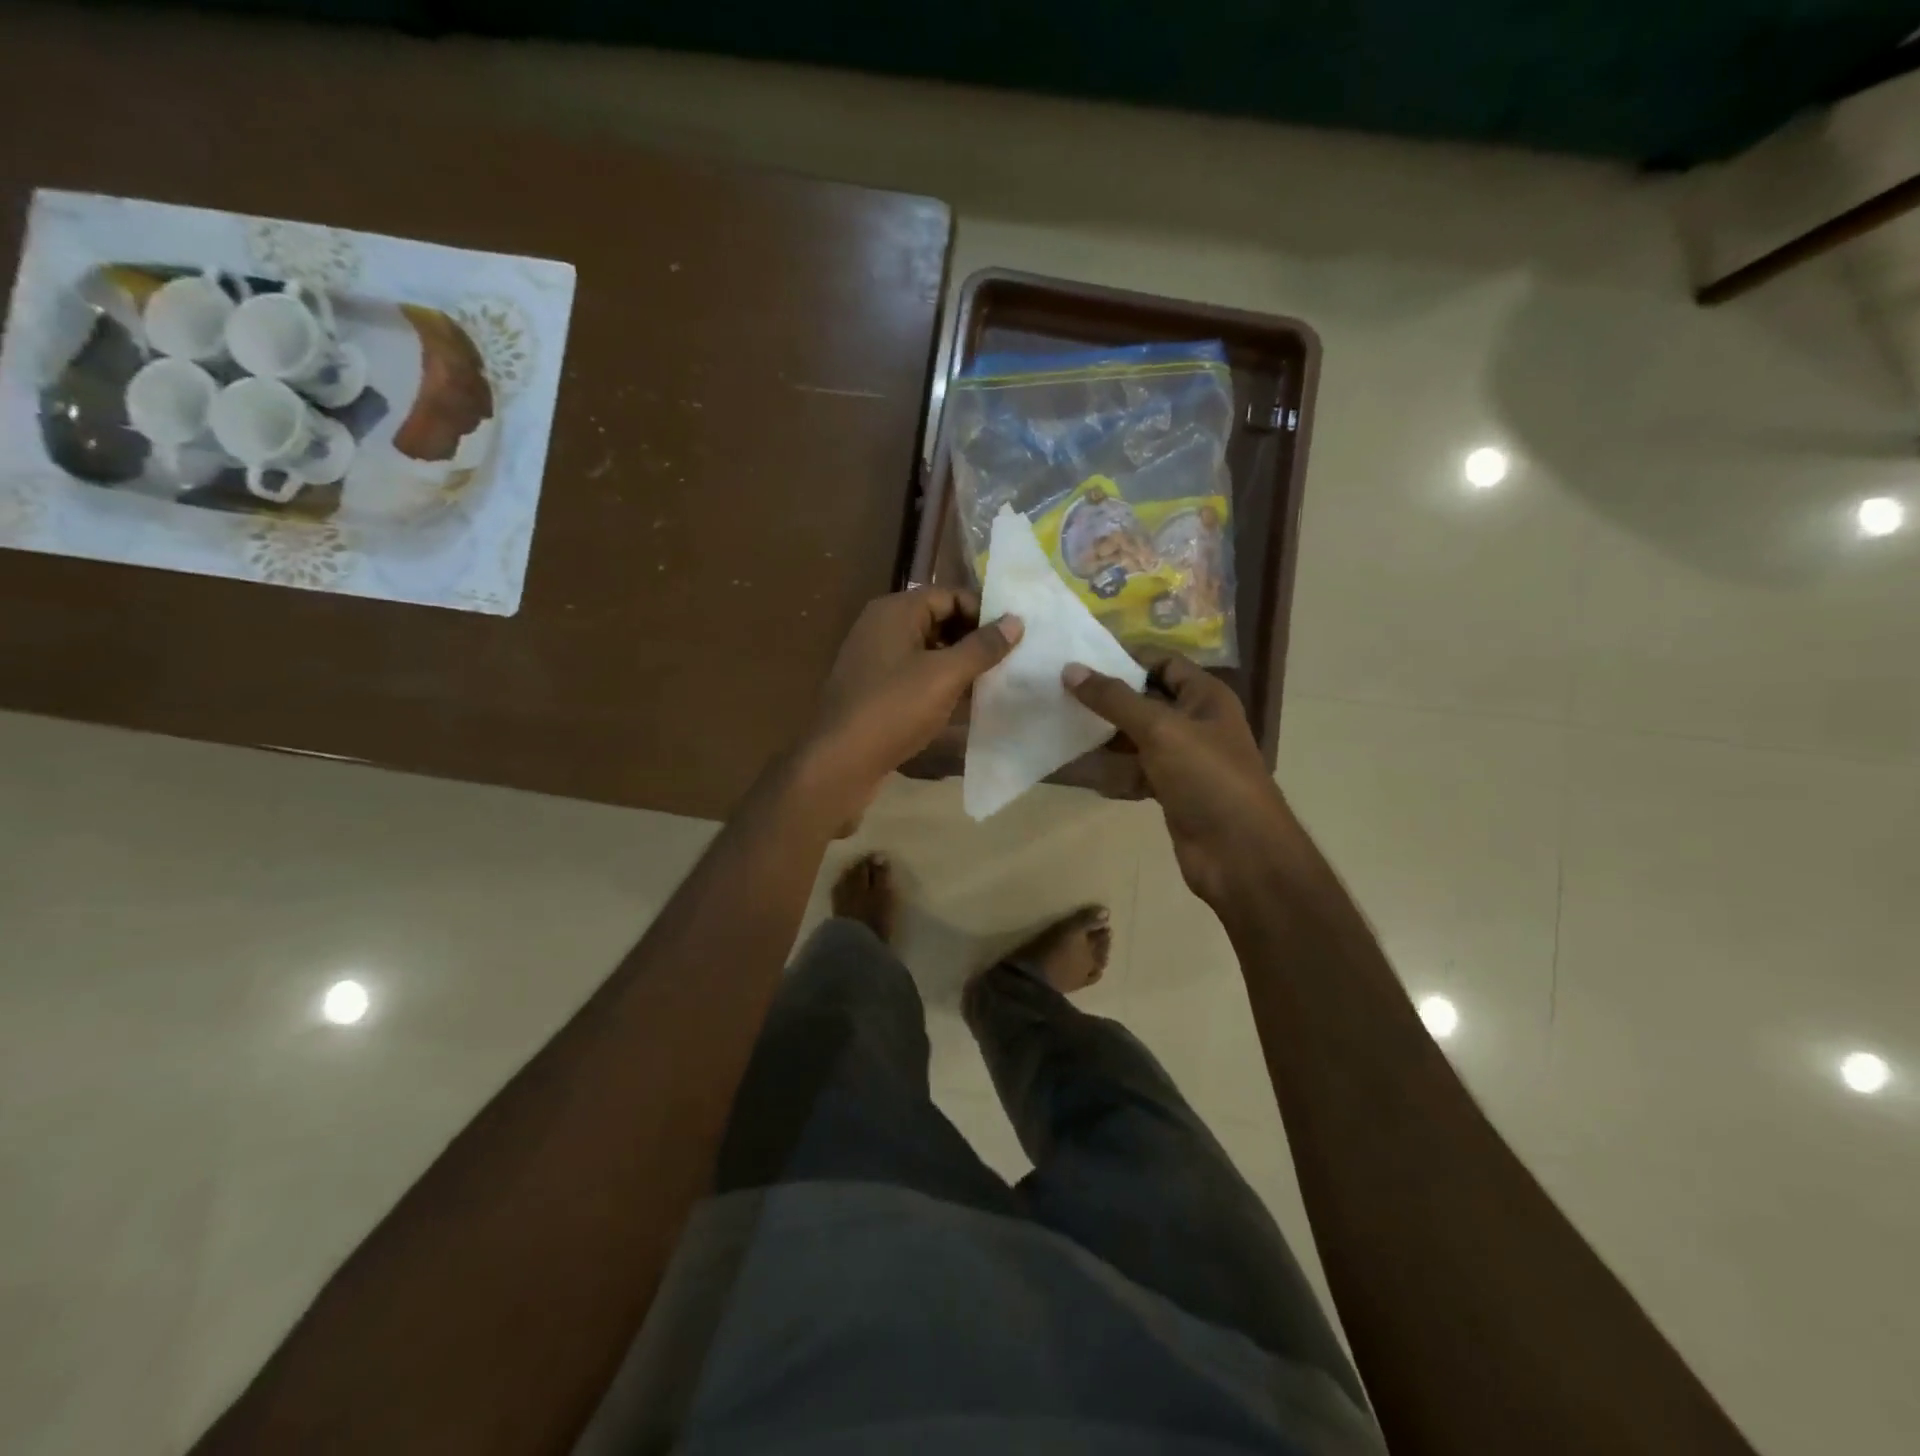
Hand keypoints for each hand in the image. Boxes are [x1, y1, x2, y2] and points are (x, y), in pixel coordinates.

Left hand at [802, 589, 1021, 821]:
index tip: (1012, 637)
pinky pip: (913, 674)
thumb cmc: (894, 709)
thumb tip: (1016, 620)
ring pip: (926, 650)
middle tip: (1007, 661)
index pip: (949, 595)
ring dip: (957, 663)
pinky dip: (938, 683)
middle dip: (972, 639)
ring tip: (990, 682)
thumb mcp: (945, 675)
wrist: (840, 761)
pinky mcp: (872, 689)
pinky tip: (961, 704)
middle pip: (937, 620)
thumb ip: (982, 647)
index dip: (982, 613)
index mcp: (895, 611)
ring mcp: (873, 659)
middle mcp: (880, 627)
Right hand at [1064, 655, 1291, 906]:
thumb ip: (1114, 700)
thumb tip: (1070, 669)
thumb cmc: (1207, 777)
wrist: (1240, 854)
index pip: (1162, 663)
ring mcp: (1182, 760)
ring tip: (1057, 727)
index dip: (1125, 658)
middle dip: (1105, 699)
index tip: (1080, 660)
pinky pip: (1132, 773)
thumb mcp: (1160, 729)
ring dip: (1101, 738)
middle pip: (1144, 701)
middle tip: (1058, 693)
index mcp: (1204, 697)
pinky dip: (1108, 773)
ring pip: (1134, 740)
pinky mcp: (1170, 792)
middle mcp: (1195, 722)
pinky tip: (1075, 771)